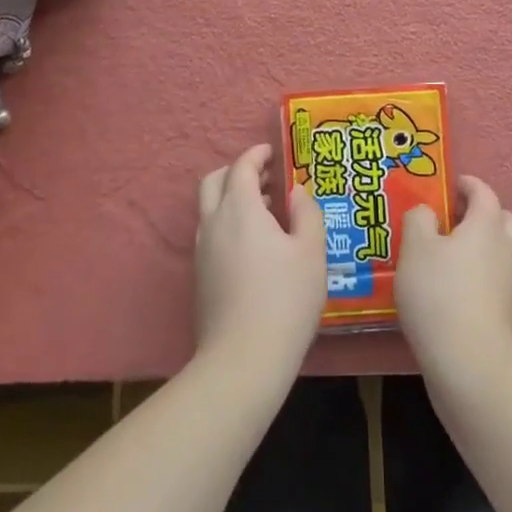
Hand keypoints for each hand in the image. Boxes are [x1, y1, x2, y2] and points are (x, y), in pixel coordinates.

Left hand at [193, 144, 326, 379]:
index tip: (272, 152)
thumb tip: (297, 192)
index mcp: (240, 209)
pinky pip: (211, 234)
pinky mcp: (200, 277)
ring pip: (210, 209)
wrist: (243, 360)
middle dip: (237, 172)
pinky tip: (255, 247)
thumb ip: (307, 213)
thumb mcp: (311, 252)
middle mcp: (214, 223)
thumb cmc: (285, 299)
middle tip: (265, 179)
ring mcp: (202, 251)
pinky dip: (228, 224)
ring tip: (268, 213)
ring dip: (233, 199)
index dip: (256, 155)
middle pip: (214, 182)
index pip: (242, 167)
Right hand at [396, 176, 511, 388]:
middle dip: (481, 215)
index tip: (449, 185)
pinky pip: (496, 282)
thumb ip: (418, 220)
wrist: (472, 365)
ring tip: (446, 260)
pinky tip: (452, 293)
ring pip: (501, 253)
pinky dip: (480, 278)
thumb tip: (427, 212)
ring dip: (481, 249)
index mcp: (487, 225)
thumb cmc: (440, 294)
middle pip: (503, 220)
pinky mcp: (509, 315)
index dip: (467, 185)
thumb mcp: (415, 248)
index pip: (484, 192)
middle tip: (452, 222)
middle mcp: (507, 249)